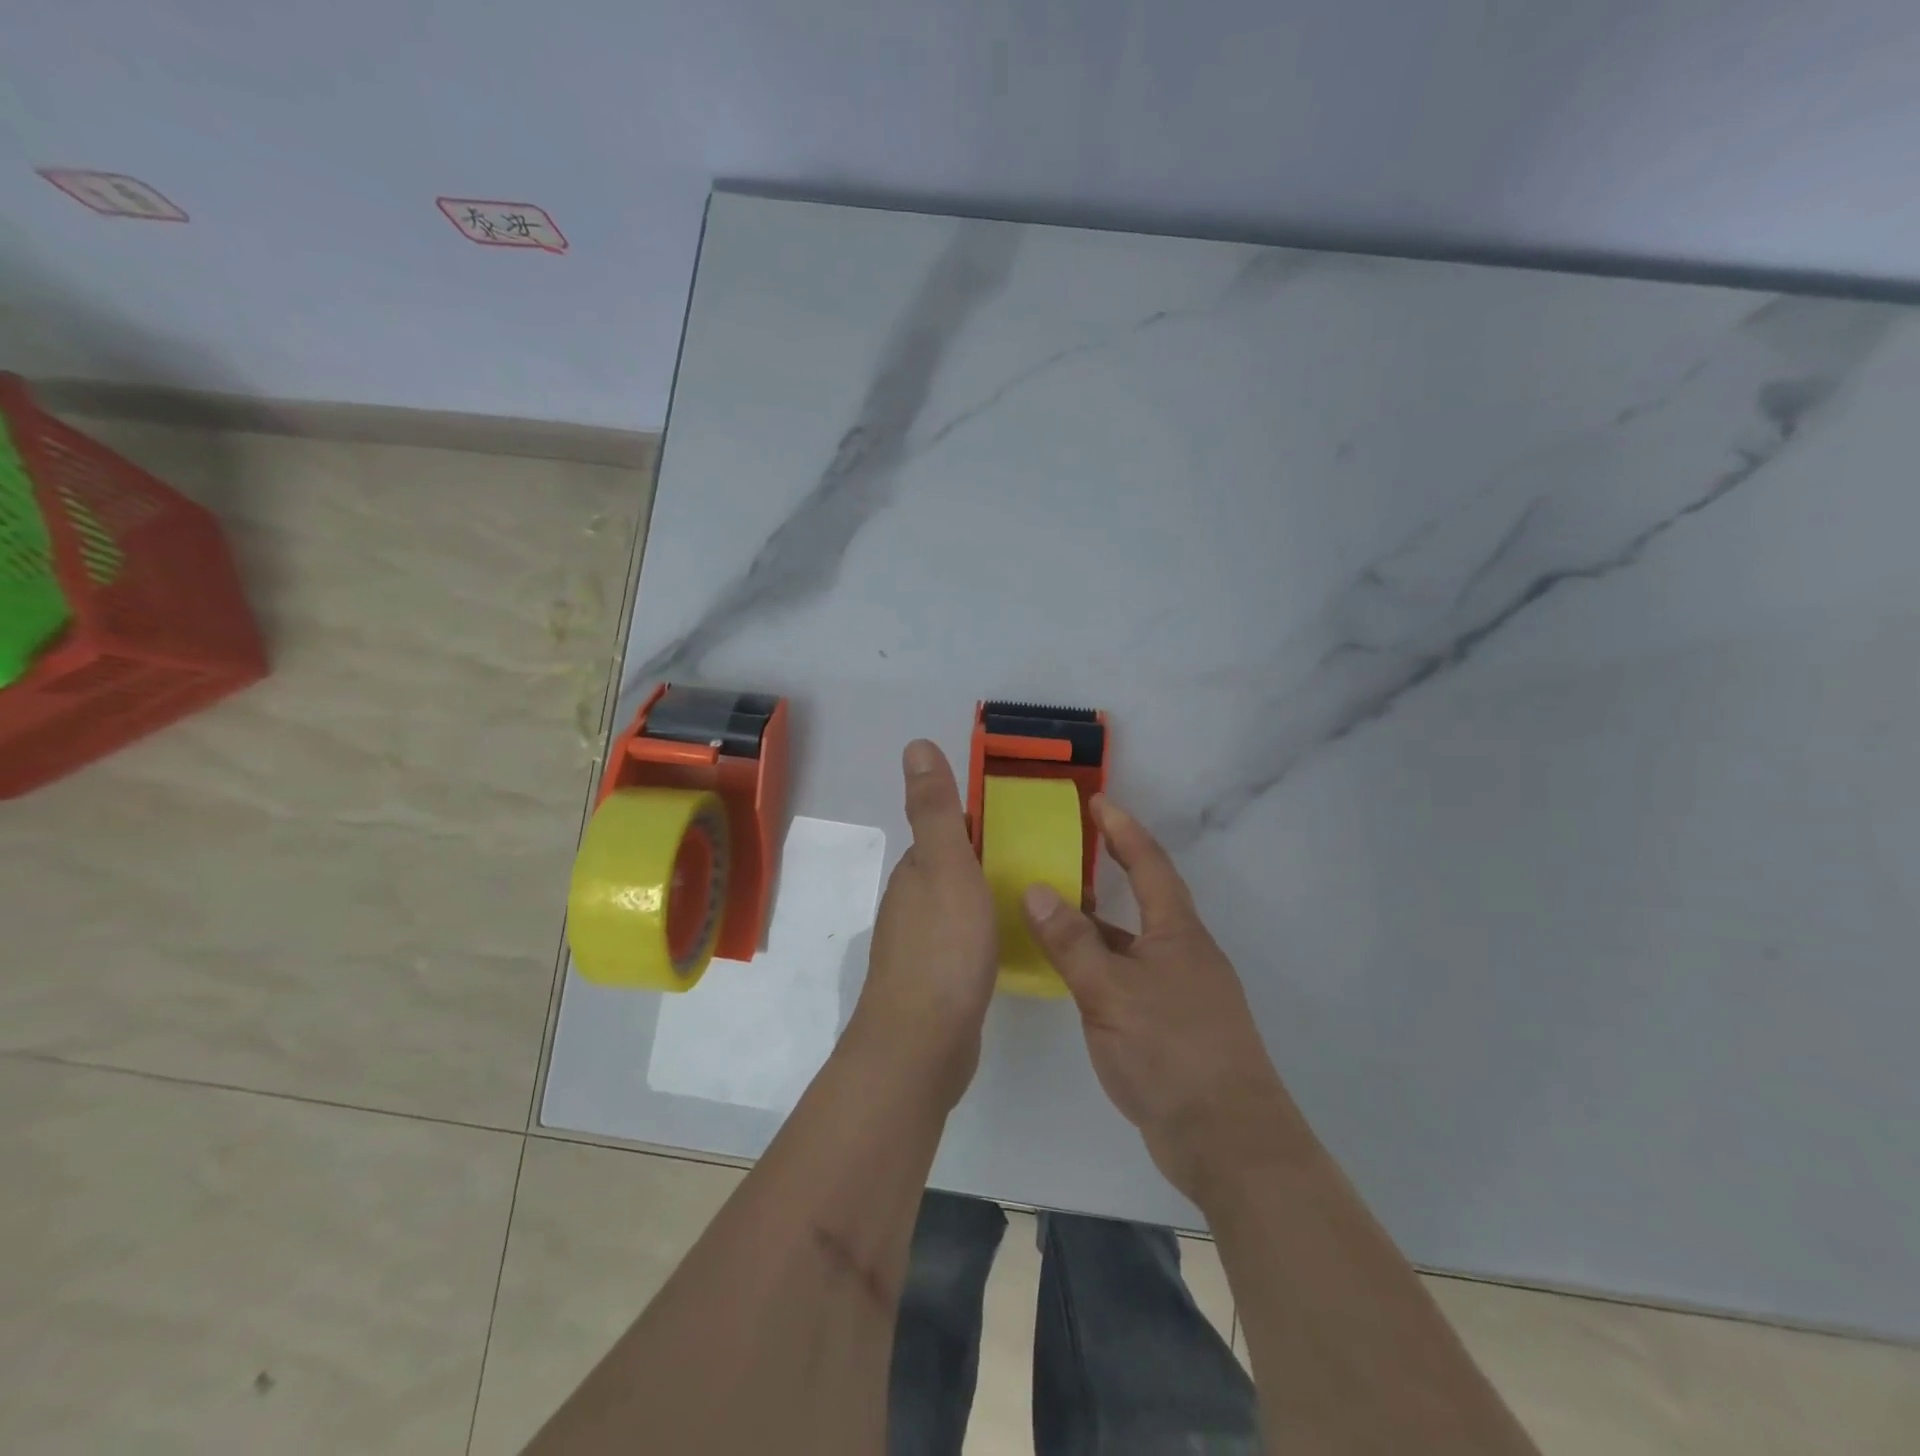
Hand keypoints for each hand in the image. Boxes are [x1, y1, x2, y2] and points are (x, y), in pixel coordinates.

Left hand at [846, 739, 998, 1110]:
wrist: (921, 1044)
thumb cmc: (942, 947)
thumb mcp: (945, 865)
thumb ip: (935, 809)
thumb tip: (915, 744)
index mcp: (915, 872)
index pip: (947, 833)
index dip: (979, 821)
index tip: (1022, 818)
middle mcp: (911, 904)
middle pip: (952, 868)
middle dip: (987, 857)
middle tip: (1043, 856)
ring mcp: (920, 946)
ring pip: (958, 906)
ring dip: (987, 895)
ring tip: (1035, 895)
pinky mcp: (936, 982)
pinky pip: (964, 942)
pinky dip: (985, 932)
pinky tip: (1010, 942)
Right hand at [1022, 796, 1304, 1204]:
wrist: (1226, 1140)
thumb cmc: (1170, 1051)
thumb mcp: (1110, 992)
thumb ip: (1071, 942)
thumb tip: (1036, 889)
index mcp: (1178, 933)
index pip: (1150, 864)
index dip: (1124, 830)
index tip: (1098, 801)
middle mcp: (1184, 954)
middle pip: (1146, 900)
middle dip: (1114, 870)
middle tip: (1069, 850)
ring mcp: (1181, 992)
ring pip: (1134, 943)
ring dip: (1101, 924)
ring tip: (1056, 909)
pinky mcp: (1173, 1028)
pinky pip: (1131, 977)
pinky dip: (1102, 965)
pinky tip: (1075, 977)